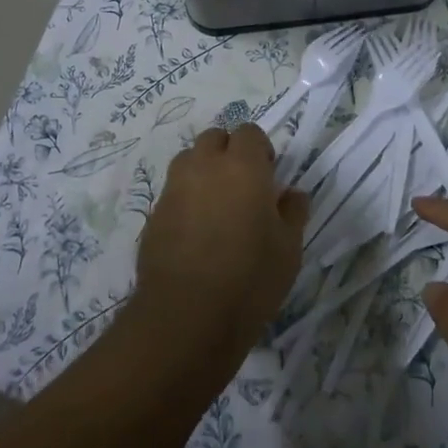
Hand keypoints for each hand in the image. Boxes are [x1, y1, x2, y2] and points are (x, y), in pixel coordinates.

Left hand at [131, 124, 308, 379]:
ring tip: (217, 205)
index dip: (260, 149)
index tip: (269, 175)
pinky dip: (186, 199)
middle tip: (243, 186)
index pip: (249, 132)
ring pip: (188, 160)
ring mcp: (174, 189)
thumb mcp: (289, 248)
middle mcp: (204, 167)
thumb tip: (292, 194)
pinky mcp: (154, 214)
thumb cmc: (250, 277)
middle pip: (214, 138)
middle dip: (228, 152)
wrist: (187, 315)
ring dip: (204, 170)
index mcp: (242, 166)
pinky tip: (196, 232)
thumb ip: (293, 212)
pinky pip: (173, 192)